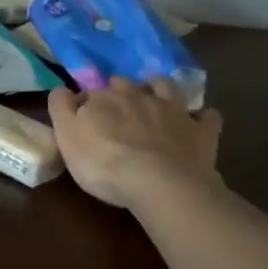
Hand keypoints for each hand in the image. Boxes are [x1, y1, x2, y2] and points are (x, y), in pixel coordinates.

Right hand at [47, 77, 222, 210]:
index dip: (86, 104)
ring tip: (155, 100)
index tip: (83, 119)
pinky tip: (198, 121)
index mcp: (105, 98)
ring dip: (159, 89)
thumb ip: (61, 108)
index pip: (91, 93)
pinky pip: (207, 117)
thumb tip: (62, 90)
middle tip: (116, 110)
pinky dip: (201, 117)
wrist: (159, 183)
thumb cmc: (104, 163)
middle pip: (127, 86)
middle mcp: (140, 96)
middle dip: (120, 92)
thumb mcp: (67, 136)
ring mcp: (174, 111)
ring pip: (166, 88)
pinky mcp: (201, 131)